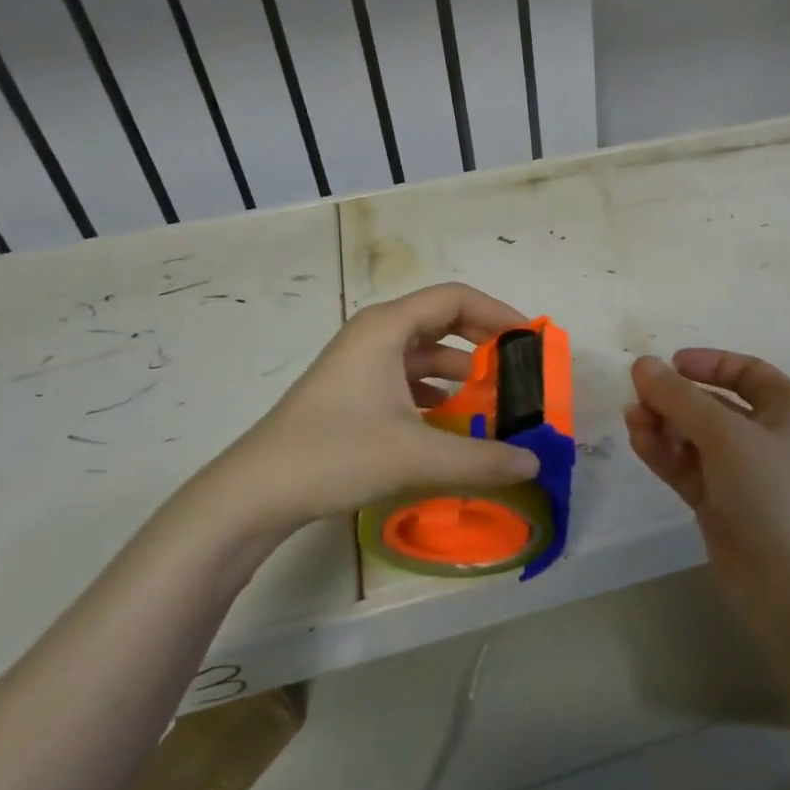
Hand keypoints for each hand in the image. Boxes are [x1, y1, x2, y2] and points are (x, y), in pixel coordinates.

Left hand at [189, 284, 541, 540]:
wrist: (255, 491)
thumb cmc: (336, 454)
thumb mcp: (417, 455)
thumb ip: (481, 458)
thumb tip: (534, 464)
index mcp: (388, 327)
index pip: (456, 298)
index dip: (498, 312)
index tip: (530, 340)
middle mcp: (375, 334)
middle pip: (441, 320)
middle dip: (483, 341)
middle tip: (518, 369)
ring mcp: (360, 363)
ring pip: (423, 352)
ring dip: (460, 371)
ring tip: (493, 399)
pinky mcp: (351, 391)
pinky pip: (406, 377)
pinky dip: (435, 391)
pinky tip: (451, 421)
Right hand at [626, 350, 789, 635]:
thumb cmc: (773, 493)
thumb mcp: (726, 434)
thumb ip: (679, 398)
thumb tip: (641, 364)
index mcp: (788, 409)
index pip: (745, 371)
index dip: (708, 363)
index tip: (668, 364)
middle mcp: (767, 436)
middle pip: (713, 404)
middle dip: (675, 398)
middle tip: (637, 397)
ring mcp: (742, 473)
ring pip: (694, 436)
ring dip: (663, 425)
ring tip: (633, 421)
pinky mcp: (720, 504)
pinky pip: (686, 466)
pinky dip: (663, 452)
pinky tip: (638, 441)